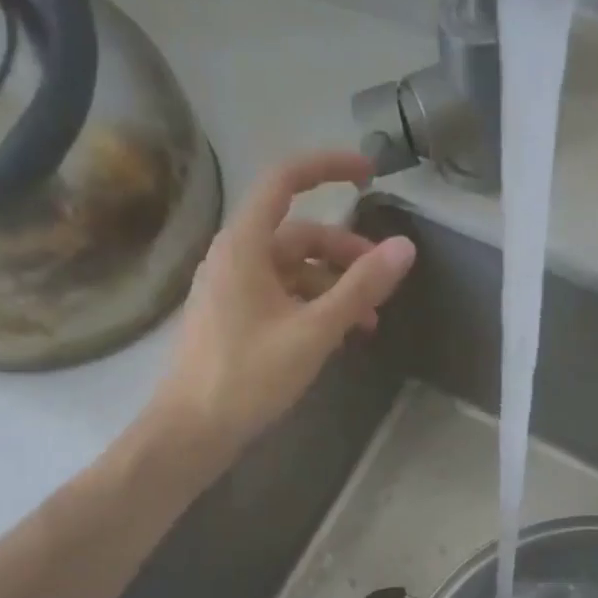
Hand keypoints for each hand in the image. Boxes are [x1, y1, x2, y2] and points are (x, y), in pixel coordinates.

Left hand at [148, 149, 415, 458]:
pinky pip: (280, 297)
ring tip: (368, 324)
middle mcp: (234, 257)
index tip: (370, 174)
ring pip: (292, 271)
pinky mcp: (233, 319)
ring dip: (333, 287)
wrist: (192, 430)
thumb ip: (359, 289)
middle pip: (298, 234)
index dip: (328, 167)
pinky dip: (311, 307)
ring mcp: (231, 290)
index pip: (285, 180)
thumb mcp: (313, 332)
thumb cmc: (248, 376)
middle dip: (345, 252)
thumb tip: (405, 248)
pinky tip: (337, 337)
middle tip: (383, 280)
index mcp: (245, 245)